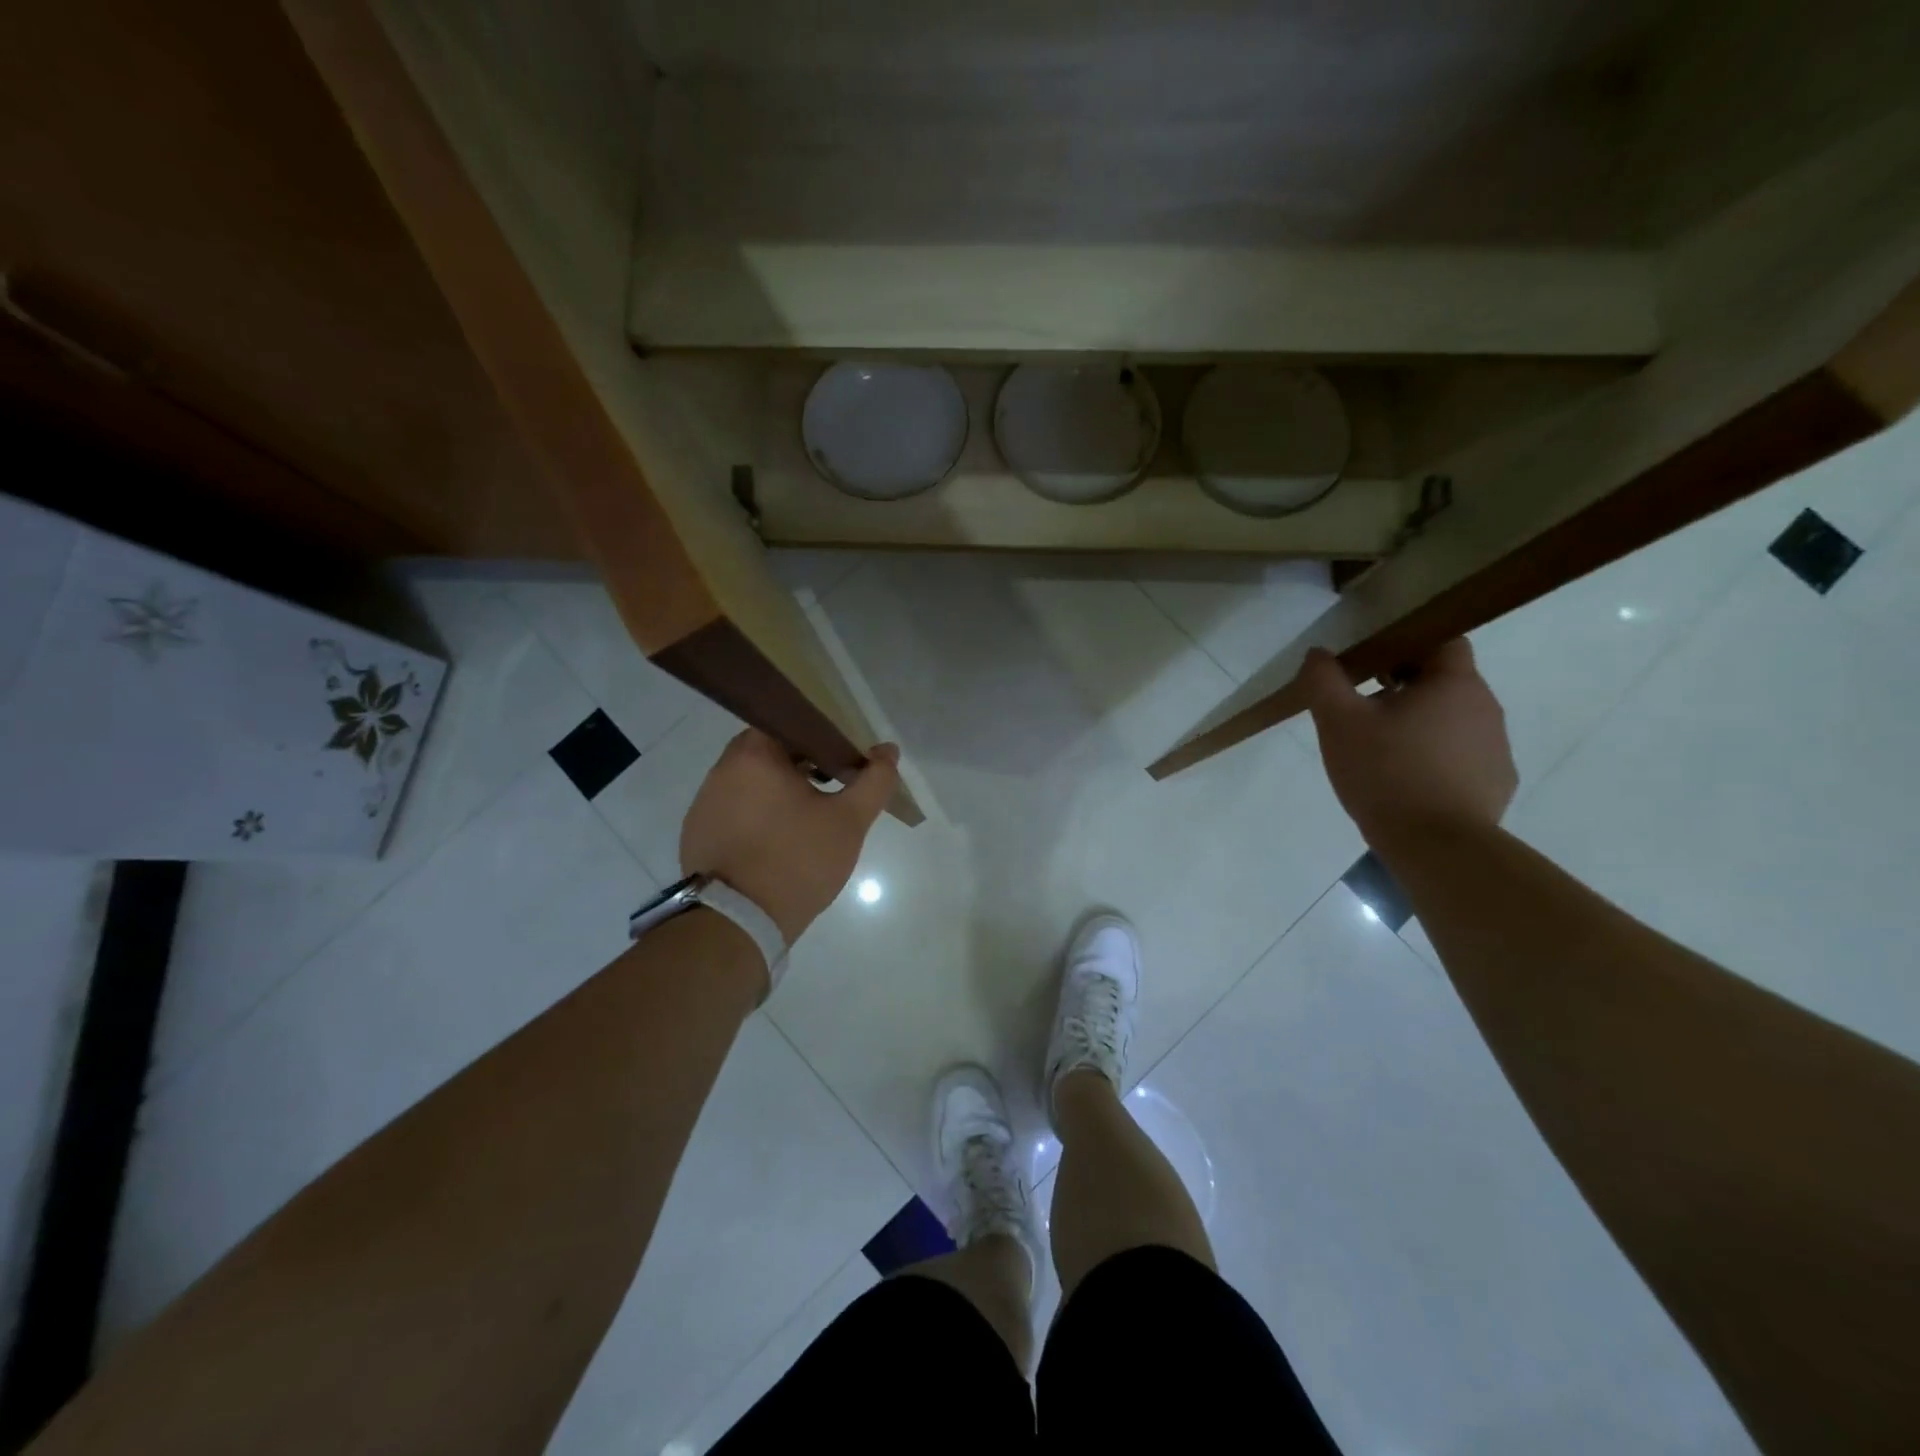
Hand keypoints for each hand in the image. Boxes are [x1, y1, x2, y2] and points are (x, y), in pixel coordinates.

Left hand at [680, 731, 901, 945]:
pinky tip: (776, 845)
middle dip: (802, 766)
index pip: (790, 724)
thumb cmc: (796, 861)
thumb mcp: (849, 821)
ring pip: (750, 783)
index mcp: (754, 755)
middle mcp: (721, 770)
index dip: (821, 738)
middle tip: (830, 791)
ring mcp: (703, 803)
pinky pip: (733, 811)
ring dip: (778, 792)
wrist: (736, 923)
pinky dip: (756, 817)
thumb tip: (888, 750)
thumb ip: (874, 780)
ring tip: (806, 821)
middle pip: (769, 753)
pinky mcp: (696, 834)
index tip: (841, 761)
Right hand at [1301, 640, 1516, 853]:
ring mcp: (1496, 748)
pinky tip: (1404, 783)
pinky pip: (1461, 757)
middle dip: (1404, 687)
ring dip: (1419, 725)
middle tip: (1363, 710)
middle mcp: (1486, 708)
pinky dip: (1434, 759)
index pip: (1442, 640)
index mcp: (1455, 683)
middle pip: (1444, 681)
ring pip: (1452, 720)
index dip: (1406, 644)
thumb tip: (1318, 654)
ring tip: (1380, 752)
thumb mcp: (1338, 723)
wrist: (1437, 847)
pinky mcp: (1495, 783)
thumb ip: (1324, 681)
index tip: (1371, 663)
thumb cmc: (1386, 772)